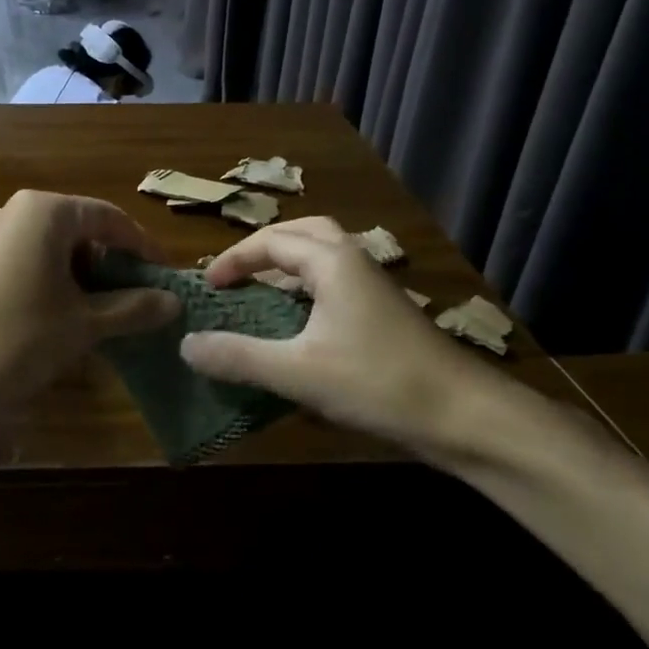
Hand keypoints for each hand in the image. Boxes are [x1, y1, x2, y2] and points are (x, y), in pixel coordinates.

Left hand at [0, 190, 179, 414]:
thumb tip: (174, 301)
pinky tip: (71, 317)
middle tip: (142, 298)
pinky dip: (60, 283)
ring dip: (89, 277)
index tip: (167, 277)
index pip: (111, 218)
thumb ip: (132, 308)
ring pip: (59, 248)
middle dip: (115, 264)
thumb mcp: (84, 324)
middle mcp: (19, 212)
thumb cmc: (18, 336)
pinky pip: (34, 262)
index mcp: (47, 212)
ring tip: (111, 312)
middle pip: (85, 230)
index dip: (144, 247)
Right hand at [179, 217, 520, 456]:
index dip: (233, 259)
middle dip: (264, 249)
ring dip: (289, 265)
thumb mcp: (297, 372)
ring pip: (324, 257)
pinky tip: (299, 324)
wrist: (464, 415)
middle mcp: (354, 262)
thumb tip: (185, 344)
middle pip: (304, 233)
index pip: (271, 242)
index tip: (207, 287)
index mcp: (332, 262)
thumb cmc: (377, 383)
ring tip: (260, 291)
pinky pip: (336, 281)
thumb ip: (238, 356)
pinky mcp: (385, 313)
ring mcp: (375, 287)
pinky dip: (308, 287)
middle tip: (236, 274)